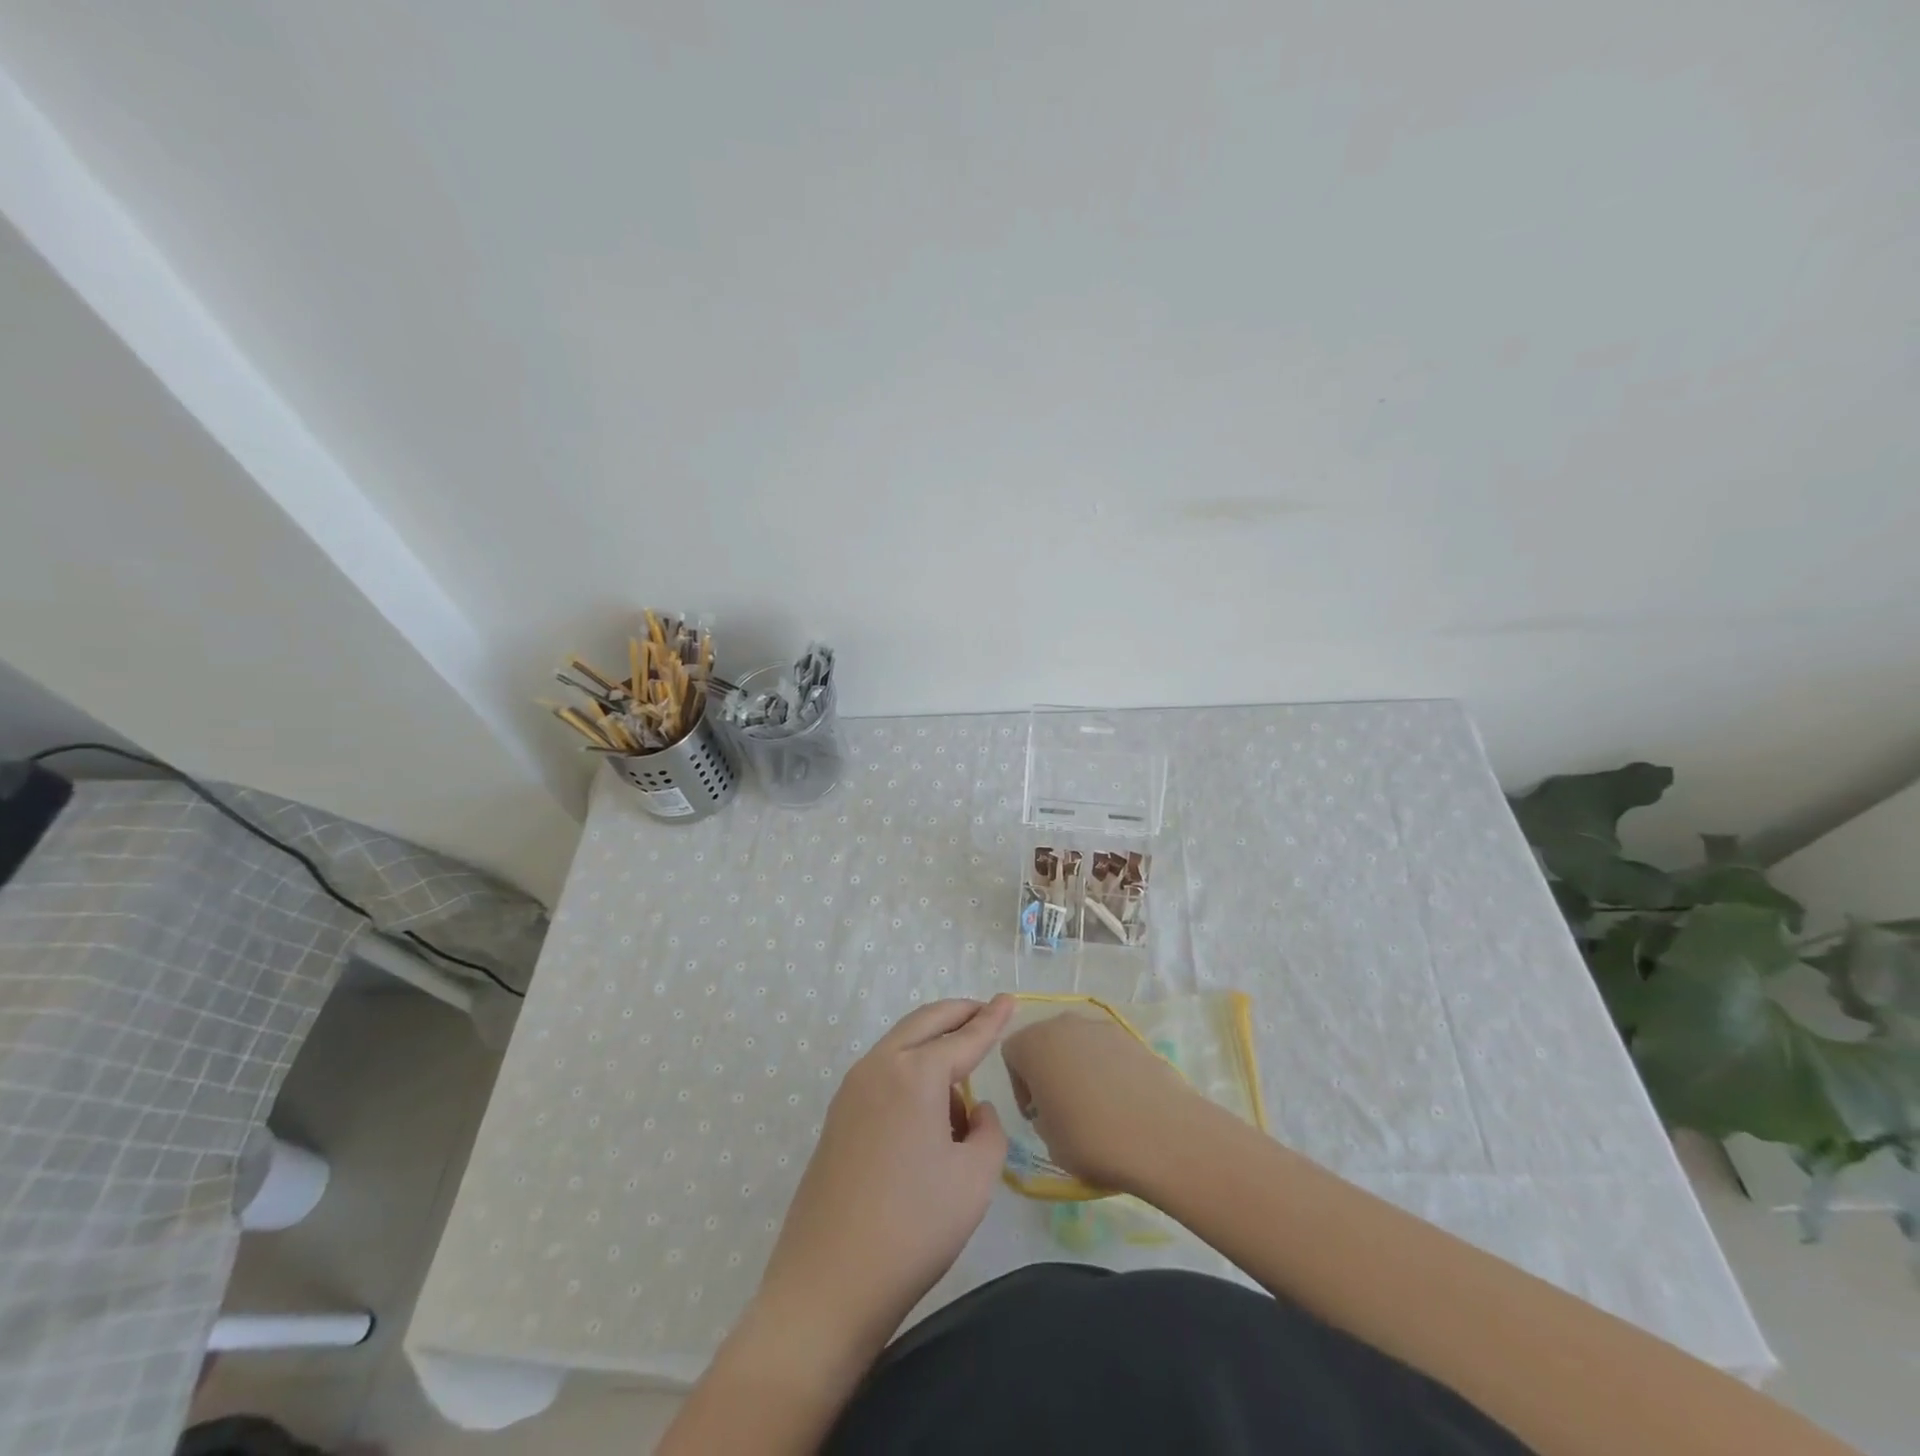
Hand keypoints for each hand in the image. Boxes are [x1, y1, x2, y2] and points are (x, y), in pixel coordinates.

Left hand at [755, 995, 1014, 1357]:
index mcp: (915, 1074)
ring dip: (932, 1045)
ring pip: (900, 1045)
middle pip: (924, 1023)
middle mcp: (879, 1067)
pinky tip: (928, 1110)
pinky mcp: (838, 1116)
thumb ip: (988, 1132)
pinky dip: (910, 1070)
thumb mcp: (973, 1180)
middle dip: (957, 1013)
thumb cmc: (913, 1228)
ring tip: (962, 1081)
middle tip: (984, 1011)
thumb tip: (974, 1111)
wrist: (828, 1283)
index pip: (964, 1037)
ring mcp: (852, 1090)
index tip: (1009, 999)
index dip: (991, 1019)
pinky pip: (883, 1073)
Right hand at [1000, 1010, 1210, 1193]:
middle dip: (1048, 1070)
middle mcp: (1063, 1024)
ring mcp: (1100, 1026)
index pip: (1012, 1054)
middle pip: (1045, 1042)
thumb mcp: (1049, 1141)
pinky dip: (1107, 1069)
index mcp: (1033, 1044)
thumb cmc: (1091, 1138)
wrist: (1162, 1134)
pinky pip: (1106, 1050)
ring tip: (1097, 1107)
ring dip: (1078, 1067)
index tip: (1037, 1114)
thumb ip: (1041, 1116)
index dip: (1020, 1086)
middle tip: (1062, 1108)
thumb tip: (1054, 1108)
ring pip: (1077, 1044)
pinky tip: (1123, 1102)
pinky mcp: (1132, 1036)